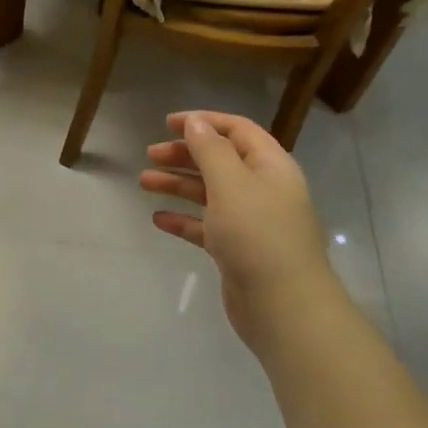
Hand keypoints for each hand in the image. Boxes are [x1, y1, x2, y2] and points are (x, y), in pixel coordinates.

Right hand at [140, 111, 335, 356]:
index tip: (167, 123)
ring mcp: (249, 221)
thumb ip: (210, 150)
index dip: (204, 122)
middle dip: (185, 154)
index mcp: (269, 166)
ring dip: (178, 184)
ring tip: (144, 182)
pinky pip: (205, 226)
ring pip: (209, 193)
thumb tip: (195, 123)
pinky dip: (183, 219)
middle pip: (220, 160)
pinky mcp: (236, 250)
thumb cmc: (257, 234)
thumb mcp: (231, 183)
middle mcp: (262, 189)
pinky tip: (158, 219)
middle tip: (150, 155)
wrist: (283, 305)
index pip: (237, 130)